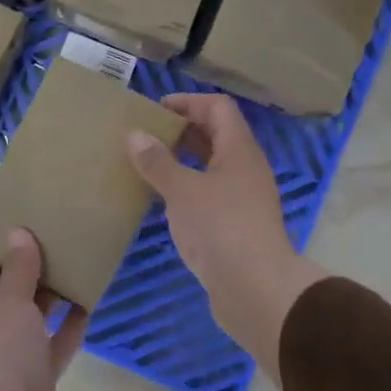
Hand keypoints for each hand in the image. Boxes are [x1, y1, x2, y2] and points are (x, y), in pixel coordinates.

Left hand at [0, 228, 87, 390]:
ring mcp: (12, 358)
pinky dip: (70, 327)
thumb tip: (18, 231)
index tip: (22, 235)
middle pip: (7, 296)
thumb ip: (19, 268)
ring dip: (52, 299)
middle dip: (29, 274)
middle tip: (56, 245)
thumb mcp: (9, 301)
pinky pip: (56, 345)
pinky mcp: (38, 379)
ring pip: (33, 320)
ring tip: (75, 267)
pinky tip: (89, 302)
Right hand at [126, 93, 326, 376]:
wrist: (255, 289)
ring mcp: (243, 199)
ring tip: (147, 165)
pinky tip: (162, 200)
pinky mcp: (235, 226)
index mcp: (239, 150)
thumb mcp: (182, 190)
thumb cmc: (220, 227)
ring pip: (211, 167)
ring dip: (182, 161)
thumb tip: (135, 135)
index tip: (156, 110)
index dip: (189, 102)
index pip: (218, 108)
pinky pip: (208, 194)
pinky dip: (186, 189)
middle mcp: (245, 168)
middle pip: (216, 135)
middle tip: (145, 135)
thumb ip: (158, 161)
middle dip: (182, 131)